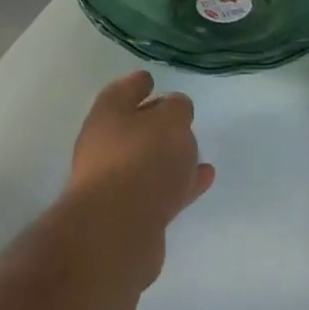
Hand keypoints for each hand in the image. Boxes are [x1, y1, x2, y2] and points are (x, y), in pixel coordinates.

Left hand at [65, 71, 215, 228]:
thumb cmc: (142, 159)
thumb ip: (177, 109)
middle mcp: (105, 146)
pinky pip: (159, 190)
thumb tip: (174, 109)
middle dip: (154, 122)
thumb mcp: (170, 121)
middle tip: (179, 117)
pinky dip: (180, 183)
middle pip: (132, 127)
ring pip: (146, 161)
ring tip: (196, 152)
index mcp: (108, 115)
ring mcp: (115, 183)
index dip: (137, 83)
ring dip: (169, 156)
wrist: (117, 230)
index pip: (123, 90)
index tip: (150, 79)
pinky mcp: (129, 215)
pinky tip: (203, 179)